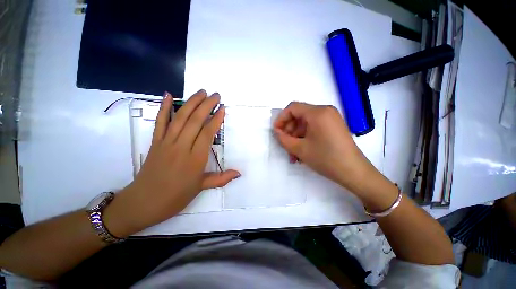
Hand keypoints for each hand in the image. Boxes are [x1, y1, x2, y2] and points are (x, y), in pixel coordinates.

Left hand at [104, 90, 239, 236]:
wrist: (143, 203)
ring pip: (180, 118)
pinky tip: (167, 95)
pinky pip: (160, 122)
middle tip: (215, 95)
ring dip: (191, 102)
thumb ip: (222, 178)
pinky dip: (163, 107)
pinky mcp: (155, 142)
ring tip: (201, 92)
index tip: (222, 108)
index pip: (208, 133)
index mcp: (195, 159)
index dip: (216, 119)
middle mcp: (181, 146)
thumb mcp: (201, 188)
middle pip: (195, 121)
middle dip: (207, 105)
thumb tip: (239, 173)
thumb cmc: (175, 197)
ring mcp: (166, 142)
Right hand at [273, 102, 380, 194]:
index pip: (293, 107)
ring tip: (293, 154)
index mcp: (318, 112)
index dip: (281, 118)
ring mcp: (331, 119)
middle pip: (299, 116)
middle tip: (285, 145)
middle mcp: (325, 111)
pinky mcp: (333, 127)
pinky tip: (302, 151)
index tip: (276, 131)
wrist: (353, 172)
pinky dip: (305, 138)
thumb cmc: (325, 158)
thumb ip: (283, 138)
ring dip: (296, 137)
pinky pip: (314, 128)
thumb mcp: (299, 149)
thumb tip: (277, 131)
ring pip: (306, 124)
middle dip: (289, 131)